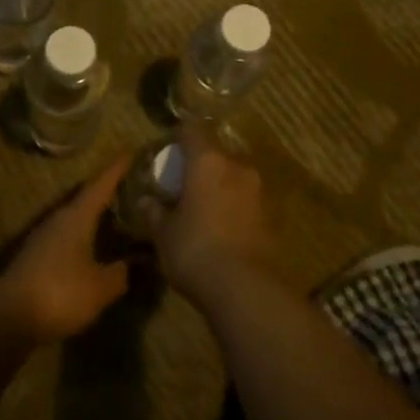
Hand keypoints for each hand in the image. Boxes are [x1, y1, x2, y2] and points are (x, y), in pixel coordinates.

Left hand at [0, 156, 132, 342]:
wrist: (8, 317)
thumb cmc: (60, 293)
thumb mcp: (101, 286)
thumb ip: (121, 273)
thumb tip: (135, 263)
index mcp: (76, 216)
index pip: (100, 184)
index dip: (117, 169)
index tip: (131, 150)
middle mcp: (59, 220)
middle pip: (87, 198)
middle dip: (109, 191)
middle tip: (134, 185)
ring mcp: (44, 238)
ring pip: (76, 219)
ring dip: (96, 216)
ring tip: (120, 216)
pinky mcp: (37, 258)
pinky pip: (68, 238)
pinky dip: (85, 237)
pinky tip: (97, 248)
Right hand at [154, 125, 271, 302]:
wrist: (246, 289)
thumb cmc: (195, 250)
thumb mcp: (164, 234)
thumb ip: (154, 213)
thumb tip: (146, 201)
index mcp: (208, 162)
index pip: (193, 130)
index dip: (180, 135)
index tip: (170, 148)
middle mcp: (238, 168)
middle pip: (217, 154)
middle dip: (202, 166)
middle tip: (186, 185)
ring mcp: (260, 192)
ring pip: (235, 178)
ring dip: (221, 188)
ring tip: (205, 209)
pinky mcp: (273, 217)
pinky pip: (248, 202)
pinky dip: (236, 208)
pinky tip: (224, 229)